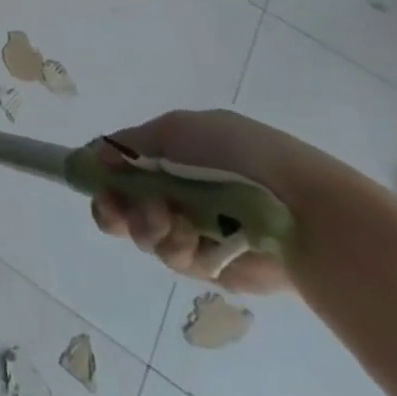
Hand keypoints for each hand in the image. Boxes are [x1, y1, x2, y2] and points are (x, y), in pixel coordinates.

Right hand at [89, 109, 342, 294]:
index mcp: (172, 156)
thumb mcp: (178, 130)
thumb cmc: (239, 156)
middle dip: (115, 208)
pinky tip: (192, 241)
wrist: (301, 209)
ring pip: (144, 235)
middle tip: (117, 209)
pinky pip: (175, 259)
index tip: (96, 182)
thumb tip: (98, 156)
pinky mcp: (212, 266)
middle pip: (124, 206)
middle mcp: (177, 192)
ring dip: (147, 227)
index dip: (103, 175)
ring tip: (168, 221)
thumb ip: (131, 143)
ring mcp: (194, 230)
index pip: (122, 167)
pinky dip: (177, 249)